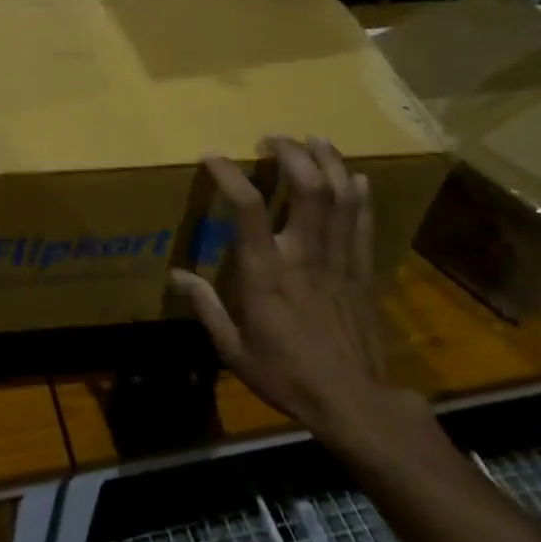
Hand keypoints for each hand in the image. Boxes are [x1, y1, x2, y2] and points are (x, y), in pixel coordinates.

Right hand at [172, 138, 423, 450]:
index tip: (213, 155)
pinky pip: (364, 223)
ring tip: (315, 140)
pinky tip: (355, 177)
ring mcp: (339, 260)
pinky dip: (360, 196)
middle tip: (274, 138)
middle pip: (307, 188)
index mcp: (267, 272)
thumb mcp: (234, 349)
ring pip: (340, 197)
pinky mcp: (363, 271)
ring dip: (328, 162)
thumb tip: (176, 276)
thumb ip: (206, 307)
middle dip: (291, 154)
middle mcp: (304, 255)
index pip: (249, 209)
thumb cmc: (286, 375)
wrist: (353, 403)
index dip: (230, 174)